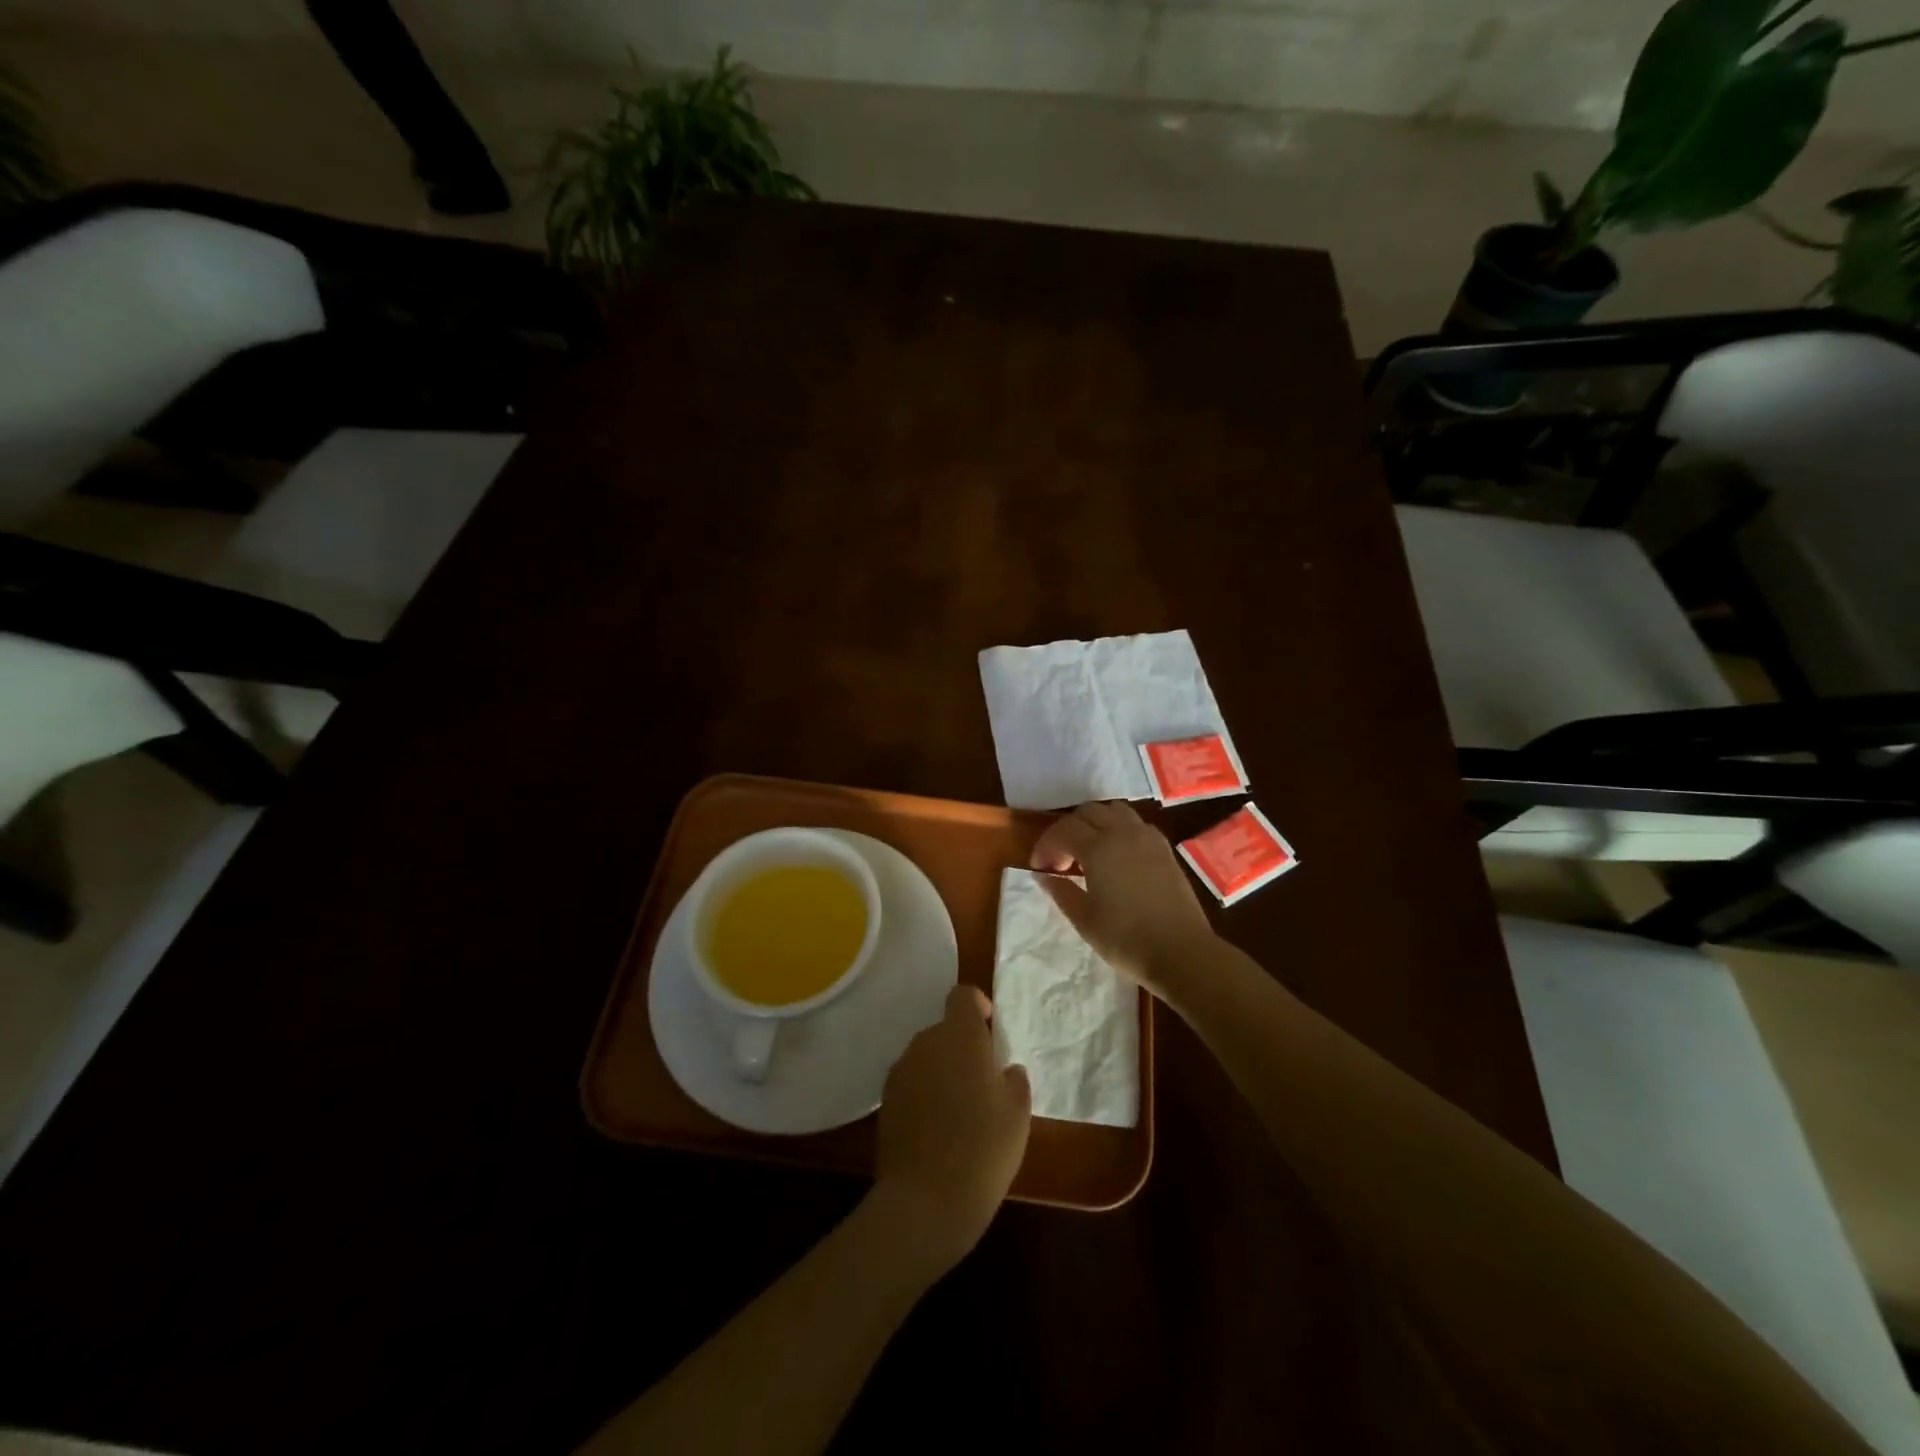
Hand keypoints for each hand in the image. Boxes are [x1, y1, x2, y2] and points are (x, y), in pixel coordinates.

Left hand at [874, 984, 1030, 1271]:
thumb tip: (1004, 1070)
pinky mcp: (886, 1101)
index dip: (977, 1006)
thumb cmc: (983, 1149)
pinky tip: (938, 1129)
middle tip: (984, 1082)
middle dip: (963, 1046)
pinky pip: (912, 1082)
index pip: (962, 996)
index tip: (992, 1032)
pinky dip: (925, 1093)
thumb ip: (1013, 1079)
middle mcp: (926, 1043)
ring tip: (961, 1110)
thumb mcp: (1017, 1114)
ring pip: (927, 1056)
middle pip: (945, 1029)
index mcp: (960, 1036)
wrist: (925, 1202)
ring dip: (943, 1070)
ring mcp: (901, 1071)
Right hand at [1029, 800, 1216, 996]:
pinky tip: (1117, 855)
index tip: (1040, 867)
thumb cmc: (1126, 939)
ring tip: (1089, 851)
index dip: (1046, 845)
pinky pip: (1136, 823)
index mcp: (1099, 848)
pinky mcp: (1165, 849)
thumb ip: (1060, 891)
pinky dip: (1119, 829)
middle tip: (1062, 858)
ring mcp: (1148, 838)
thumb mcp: (1084, 919)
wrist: (1182, 952)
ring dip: (1095, 823)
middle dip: (1068, 829)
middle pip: (1088, 812)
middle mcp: (1123, 833)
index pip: (1063, 830)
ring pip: (1114, 811)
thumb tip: (1043, 875)